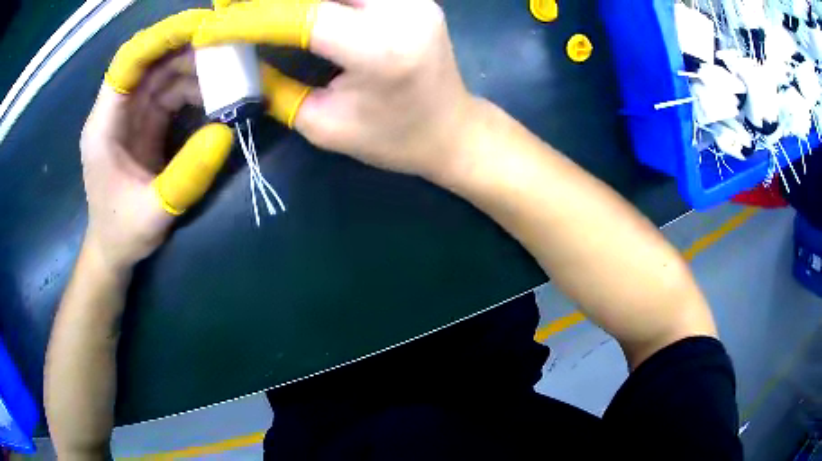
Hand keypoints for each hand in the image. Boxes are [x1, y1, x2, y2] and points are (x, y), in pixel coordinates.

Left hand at [83, 10, 232, 270]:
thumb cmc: (123, 233)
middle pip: (151, 59)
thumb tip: (226, 132)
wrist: (113, 250)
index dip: (162, 37)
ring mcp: (131, 114)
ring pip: (164, 71)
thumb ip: (187, 175)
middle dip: (187, 47)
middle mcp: (116, 110)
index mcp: (104, 124)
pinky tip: (216, 97)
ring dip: (196, 67)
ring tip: (230, 75)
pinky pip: (171, 91)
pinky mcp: (145, 122)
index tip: (202, 26)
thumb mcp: (155, 211)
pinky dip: (195, 87)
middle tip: (230, 46)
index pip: (129, 61)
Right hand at [194, 0, 475, 179]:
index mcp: (380, 48)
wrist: (452, 129)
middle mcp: (402, 9)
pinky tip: (297, 7)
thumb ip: (277, 85)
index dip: (249, 18)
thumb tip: (240, 56)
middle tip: (230, 6)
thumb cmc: (392, 139)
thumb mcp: (323, 125)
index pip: (301, 15)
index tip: (211, 27)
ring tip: (257, 8)